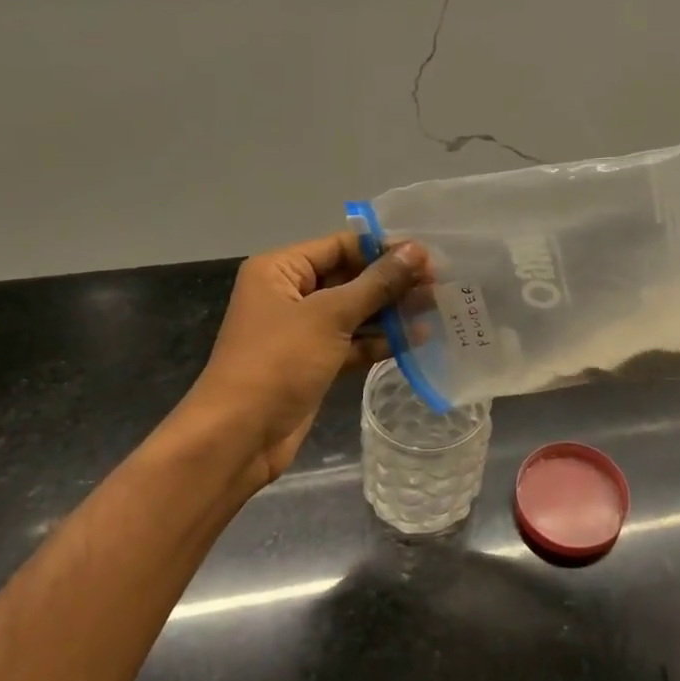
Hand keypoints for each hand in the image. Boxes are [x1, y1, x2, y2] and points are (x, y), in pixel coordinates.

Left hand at [185, 231, 429, 489]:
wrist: (239, 435)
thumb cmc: (278, 362)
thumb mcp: (330, 316)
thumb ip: (376, 283)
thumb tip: (417, 251)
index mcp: (280, 269)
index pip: (340, 245)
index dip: (384, 248)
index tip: (428, 254)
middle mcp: (290, 294)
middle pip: (350, 277)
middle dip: (392, 281)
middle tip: (439, 284)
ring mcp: (303, 331)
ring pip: (354, 312)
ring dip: (391, 312)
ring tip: (436, 308)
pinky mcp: (315, 363)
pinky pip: (352, 343)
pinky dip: (380, 341)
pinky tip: (417, 339)